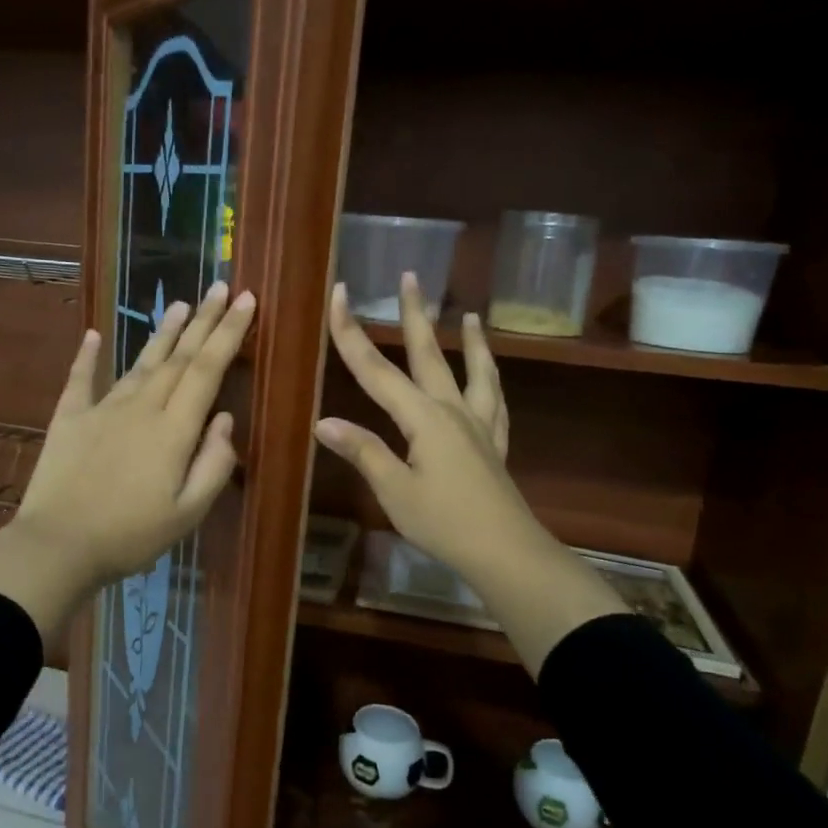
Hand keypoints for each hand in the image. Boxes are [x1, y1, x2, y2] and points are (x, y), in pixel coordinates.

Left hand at [0, 282, 255, 639]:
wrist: (57, 546)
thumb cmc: (130, 536)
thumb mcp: (187, 513)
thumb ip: (213, 464)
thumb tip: (226, 420)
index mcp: (173, 429)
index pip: (207, 370)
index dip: (228, 333)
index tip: (244, 300)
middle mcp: (141, 407)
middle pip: (178, 357)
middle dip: (203, 321)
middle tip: (220, 288)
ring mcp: (102, 409)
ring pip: (139, 362)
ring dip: (162, 333)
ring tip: (179, 304)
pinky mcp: (69, 419)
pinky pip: (81, 380)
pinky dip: (87, 356)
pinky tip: (92, 334)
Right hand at [315, 273, 624, 674]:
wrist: (505, 551)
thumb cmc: (444, 522)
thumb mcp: (394, 490)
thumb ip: (363, 451)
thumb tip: (323, 421)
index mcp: (422, 417)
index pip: (375, 369)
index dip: (351, 332)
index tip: (338, 294)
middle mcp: (452, 410)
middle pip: (428, 354)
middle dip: (414, 314)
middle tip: (410, 276)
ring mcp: (479, 425)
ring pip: (473, 371)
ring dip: (469, 340)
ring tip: (469, 314)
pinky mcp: (494, 444)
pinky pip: (495, 402)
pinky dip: (491, 380)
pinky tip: (491, 374)